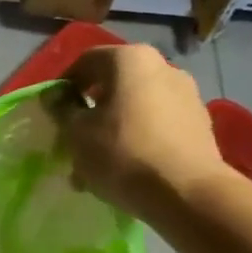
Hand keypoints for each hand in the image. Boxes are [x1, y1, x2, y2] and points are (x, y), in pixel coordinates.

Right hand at [58, 44, 229, 213]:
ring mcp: (186, 94)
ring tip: (97, 164)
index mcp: (130, 60)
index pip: (86, 61)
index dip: (64, 86)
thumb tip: (54, 97)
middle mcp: (163, 67)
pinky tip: (125, 170)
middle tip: (74, 141)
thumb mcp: (77, 134)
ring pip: (135, 108)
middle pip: (113, 86)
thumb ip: (62, 111)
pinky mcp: (198, 123)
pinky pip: (156, 126)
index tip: (52, 113)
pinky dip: (136, 140)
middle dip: (90, 112)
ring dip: (112, 130)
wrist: (186, 192)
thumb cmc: (122, 154)